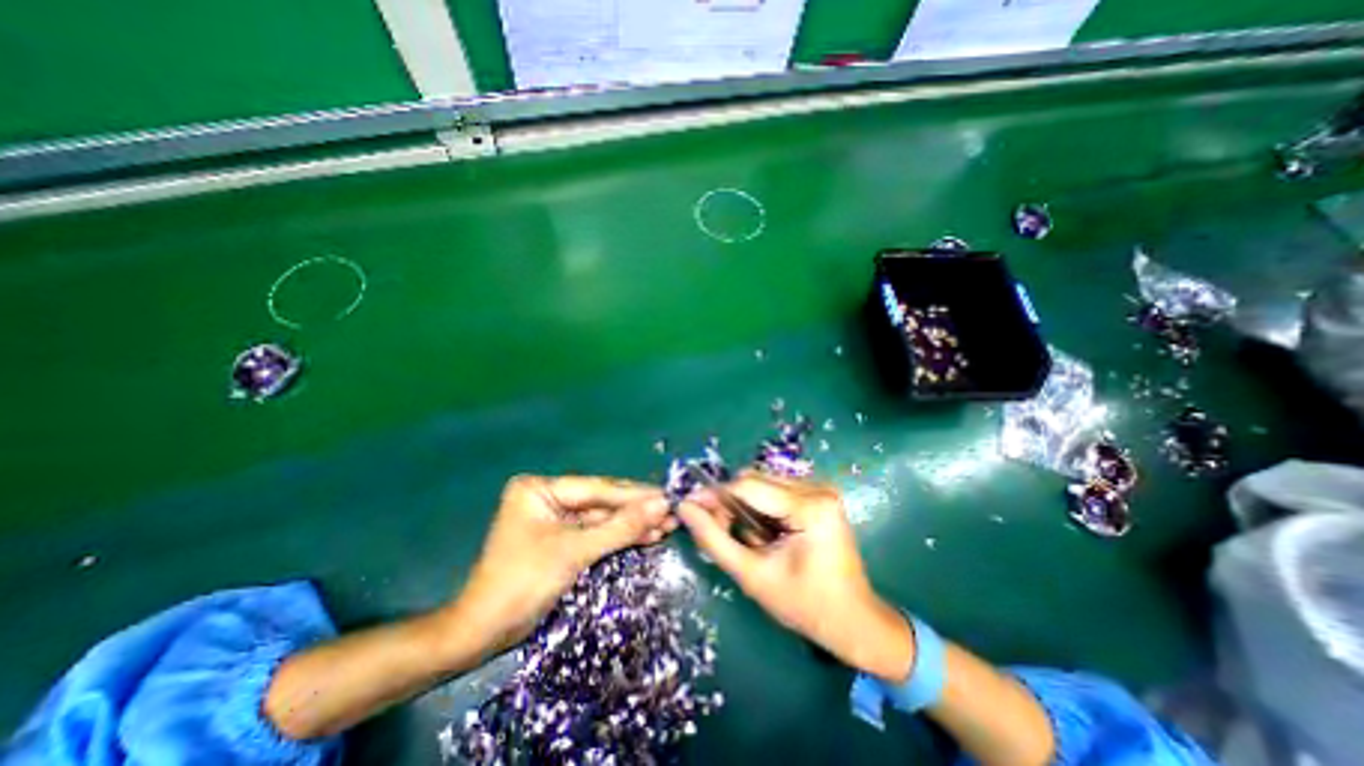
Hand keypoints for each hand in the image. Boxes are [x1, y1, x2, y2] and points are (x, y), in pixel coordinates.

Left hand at [446, 475, 672, 655]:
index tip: (666, 496)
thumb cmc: (523, 583)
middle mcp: (547, 497)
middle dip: (636, 509)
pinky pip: (596, 533)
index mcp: (540, 489)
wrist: (484, 635)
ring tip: (666, 524)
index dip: (634, 495)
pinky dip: (620, 537)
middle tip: (671, 509)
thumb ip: (620, 526)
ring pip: (602, 518)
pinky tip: (647, 535)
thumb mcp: (575, 551)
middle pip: (601, 501)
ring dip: (633, 524)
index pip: (597, 489)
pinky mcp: (562, 539)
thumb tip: (662, 505)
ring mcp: (555, 518)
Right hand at [681, 471, 913, 683]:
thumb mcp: (752, 576)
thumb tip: (684, 508)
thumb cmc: (805, 605)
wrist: (854, 621)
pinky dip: (761, 506)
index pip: (748, 485)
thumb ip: (714, 539)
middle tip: (719, 529)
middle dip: (730, 502)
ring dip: (745, 504)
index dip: (714, 495)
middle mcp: (818, 488)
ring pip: (763, 482)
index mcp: (809, 507)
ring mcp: (821, 489)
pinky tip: (763, 532)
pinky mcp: (820, 495)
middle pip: (755, 479)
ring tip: (744, 536)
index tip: (690, 508)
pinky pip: (776, 489)